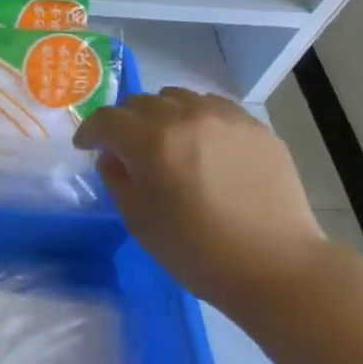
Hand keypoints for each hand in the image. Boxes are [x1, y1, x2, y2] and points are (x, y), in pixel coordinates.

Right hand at [74, 88, 331, 311]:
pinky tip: (203, 145)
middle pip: (141, 102)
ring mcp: (225, 117)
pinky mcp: (255, 126)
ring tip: (168, 143)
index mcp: (152, 142)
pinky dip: (196, 118)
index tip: (86, 146)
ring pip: (178, 98)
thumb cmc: (197, 252)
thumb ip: (117, 179)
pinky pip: (213, 107)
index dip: (90, 131)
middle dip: (125, 123)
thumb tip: (114, 156)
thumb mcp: (139, 221)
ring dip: (161, 116)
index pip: (107, 119)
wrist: (276, 266)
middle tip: (128, 149)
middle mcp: (186, 117)